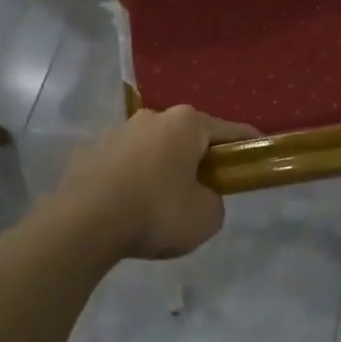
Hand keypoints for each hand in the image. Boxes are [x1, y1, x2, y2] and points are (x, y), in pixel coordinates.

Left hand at [48, 106, 256, 260]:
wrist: (82, 224)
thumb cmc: (155, 213)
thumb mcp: (206, 217)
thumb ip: (213, 201)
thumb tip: (200, 196)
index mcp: (186, 124)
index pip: (228, 130)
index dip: (247, 144)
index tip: (257, 154)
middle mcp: (152, 117)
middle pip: (187, 135)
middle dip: (198, 156)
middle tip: (205, 187)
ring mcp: (117, 131)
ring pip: (152, 147)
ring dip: (161, 166)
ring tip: (159, 201)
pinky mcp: (89, 151)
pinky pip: (122, 163)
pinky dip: (130, 178)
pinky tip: (127, 205)